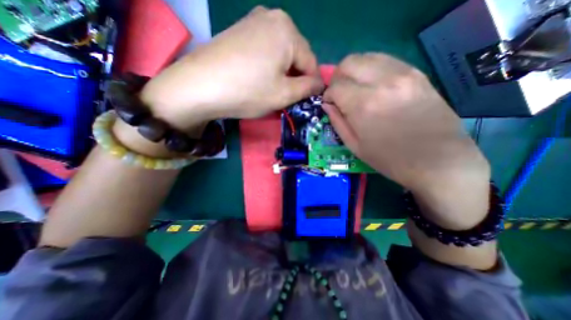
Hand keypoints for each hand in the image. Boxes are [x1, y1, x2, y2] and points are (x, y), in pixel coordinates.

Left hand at [140, 7, 322, 132]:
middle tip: (288, 97)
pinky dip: (268, 66)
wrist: (200, 86)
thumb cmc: (248, 91)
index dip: (312, 84)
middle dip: (295, 77)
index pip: (311, 62)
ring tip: (273, 89)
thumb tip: (319, 84)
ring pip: (281, 53)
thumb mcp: (284, 94)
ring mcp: (253, 21)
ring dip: (282, 73)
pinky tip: (259, 78)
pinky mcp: (240, 30)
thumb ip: (307, 88)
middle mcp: (272, 17)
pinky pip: (265, 50)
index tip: (308, 100)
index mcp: (288, 31)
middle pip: (296, 55)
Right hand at [321, 54, 490, 229]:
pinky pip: (386, 61)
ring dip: (354, 71)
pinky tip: (373, 86)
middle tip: (339, 93)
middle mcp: (383, 83)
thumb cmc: (390, 160)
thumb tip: (327, 105)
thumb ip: (337, 122)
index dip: (328, 95)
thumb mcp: (355, 146)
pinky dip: (372, 69)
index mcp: (364, 105)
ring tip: (355, 89)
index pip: (336, 86)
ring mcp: (404, 74)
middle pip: (349, 62)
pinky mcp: (418, 74)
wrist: (438, 162)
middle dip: (338, 77)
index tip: (330, 104)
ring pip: (367, 57)